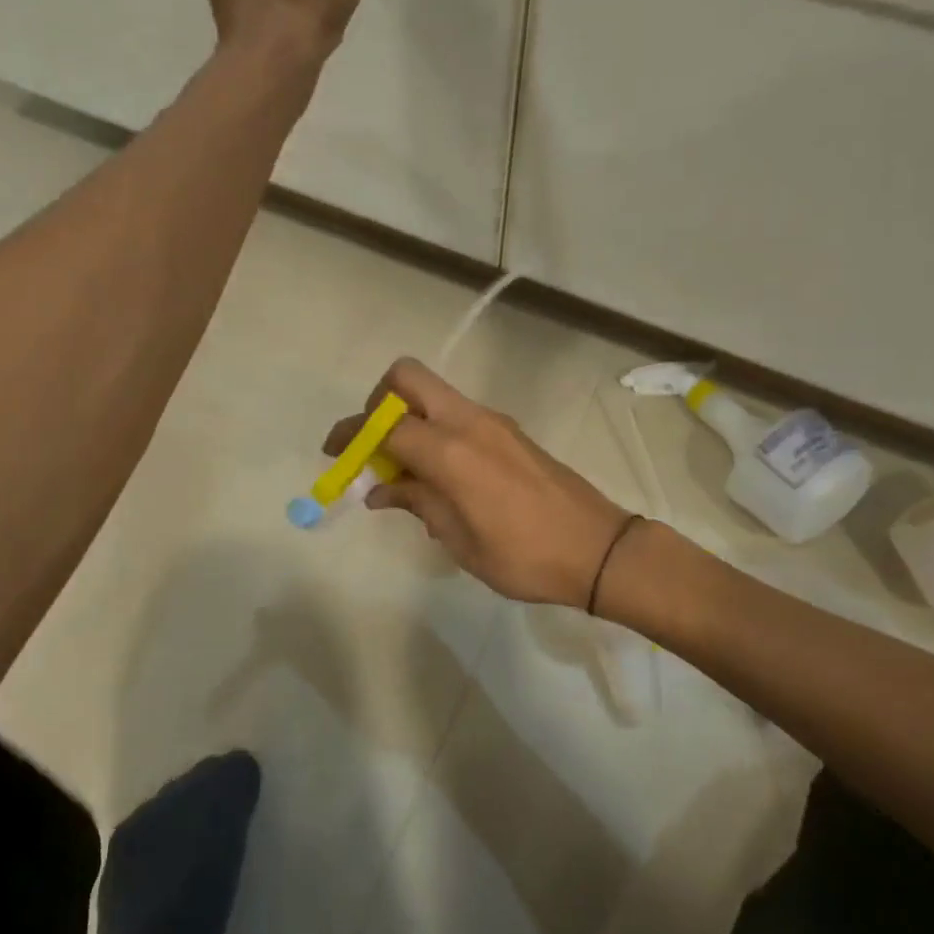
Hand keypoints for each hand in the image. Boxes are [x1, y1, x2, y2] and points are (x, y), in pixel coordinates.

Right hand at [323, 358, 632, 609]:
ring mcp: (493, 422)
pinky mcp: (509, 431)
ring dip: (407, 417)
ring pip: (433, 392)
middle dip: (378, 402)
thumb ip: (418, 504)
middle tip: (373, 445)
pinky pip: (457, 414)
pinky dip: (433, 429)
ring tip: (403, 471)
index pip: (385, 424)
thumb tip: (381, 490)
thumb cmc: (525, 556)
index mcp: (451, 451)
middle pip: (408, 377)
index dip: (352, 434)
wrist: (599, 549)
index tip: (334, 452)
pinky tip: (438, 476)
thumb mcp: (461, 541)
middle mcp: (469, 422)